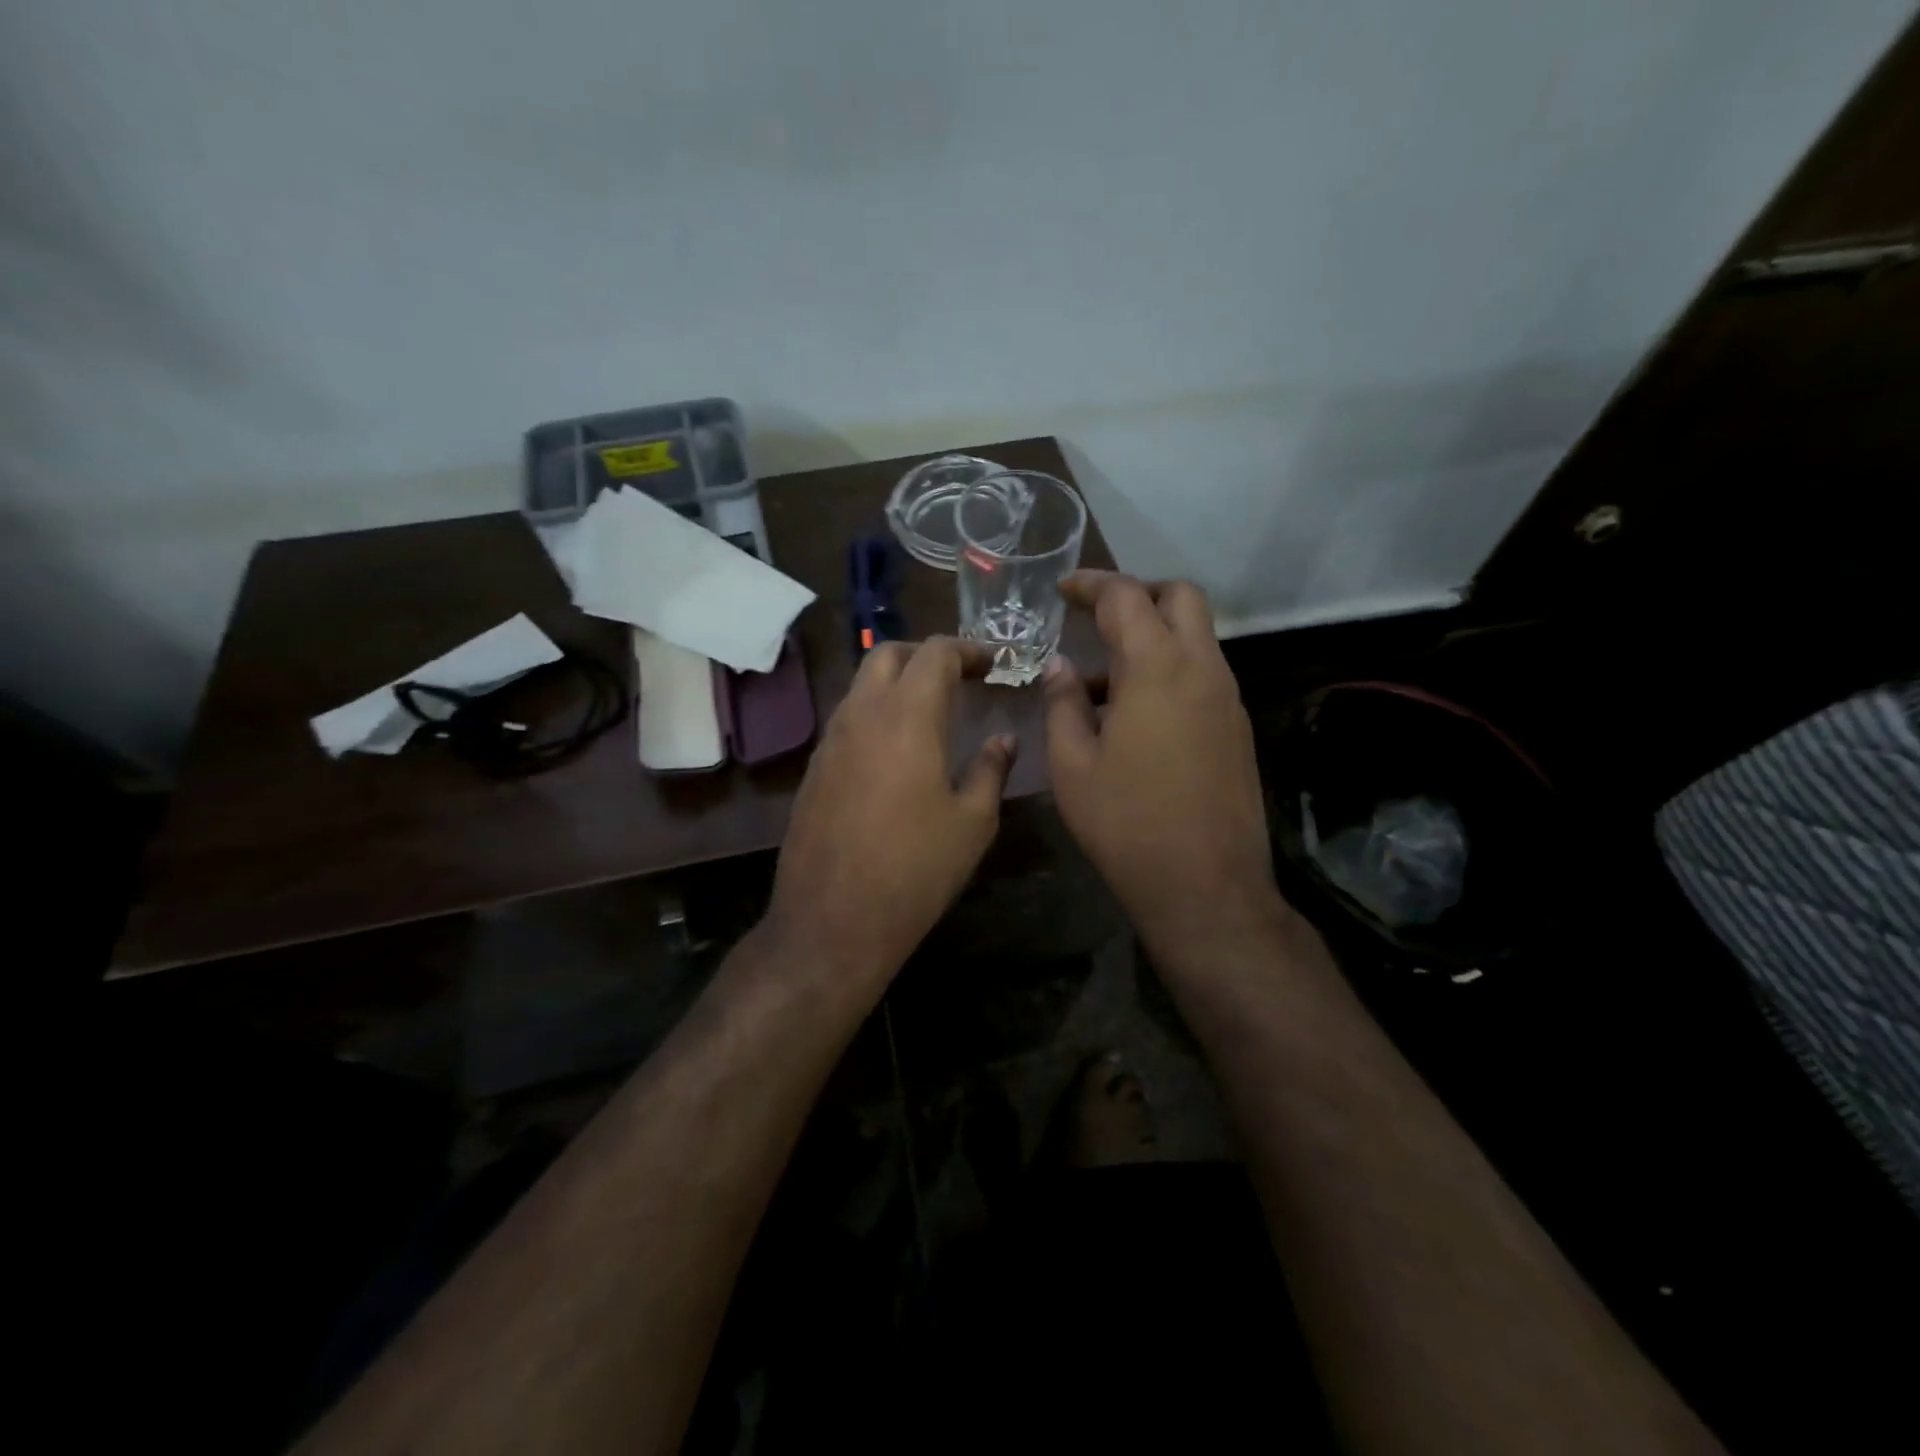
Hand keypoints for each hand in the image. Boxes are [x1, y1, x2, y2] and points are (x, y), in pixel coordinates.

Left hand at [766, 637, 1014, 988]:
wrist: (833, 921)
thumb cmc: (915, 870)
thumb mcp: (972, 823)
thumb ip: (990, 770)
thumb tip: (1003, 740)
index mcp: (907, 717)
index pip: (935, 654)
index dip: (968, 649)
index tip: (993, 663)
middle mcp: (862, 715)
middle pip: (888, 654)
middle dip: (926, 654)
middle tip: (960, 676)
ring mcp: (830, 740)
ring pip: (862, 685)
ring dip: (897, 682)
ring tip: (931, 709)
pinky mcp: (814, 768)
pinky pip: (848, 719)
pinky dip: (876, 713)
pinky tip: (897, 749)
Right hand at [1043, 571, 1280, 955]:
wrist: (1205, 885)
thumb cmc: (1126, 823)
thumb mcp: (1072, 764)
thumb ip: (1062, 703)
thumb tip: (1061, 666)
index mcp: (1156, 668)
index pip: (1125, 597)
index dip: (1090, 584)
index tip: (1062, 589)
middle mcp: (1202, 669)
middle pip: (1180, 597)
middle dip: (1138, 593)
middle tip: (1097, 615)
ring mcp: (1227, 698)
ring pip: (1197, 635)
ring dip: (1154, 635)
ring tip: (1104, 676)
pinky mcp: (1238, 726)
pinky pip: (1203, 672)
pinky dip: (1170, 668)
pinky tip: (1135, 713)